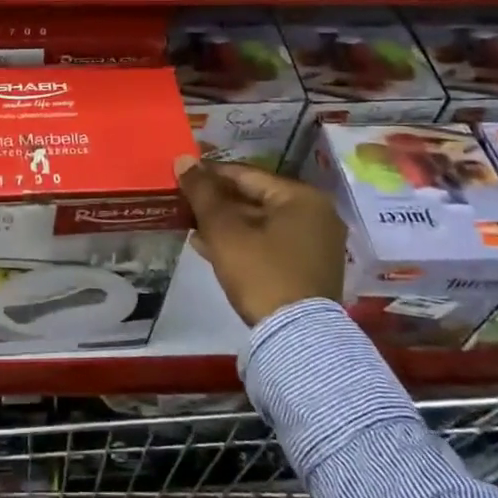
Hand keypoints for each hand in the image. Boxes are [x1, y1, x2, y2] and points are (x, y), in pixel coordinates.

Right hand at [175, 155, 346, 326]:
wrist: (296, 339)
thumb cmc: (261, 273)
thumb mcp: (225, 230)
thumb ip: (203, 192)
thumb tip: (183, 159)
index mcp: (302, 197)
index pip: (247, 174)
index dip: (210, 174)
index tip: (182, 175)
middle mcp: (316, 215)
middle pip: (255, 198)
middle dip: (217, 202)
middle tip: (184, 202)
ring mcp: (315, 244)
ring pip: (261, 223)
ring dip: (226, 224)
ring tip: (190, 225)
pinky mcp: (308, 269)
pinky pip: (270, 244)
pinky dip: (242, 243)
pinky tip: (210, 247)